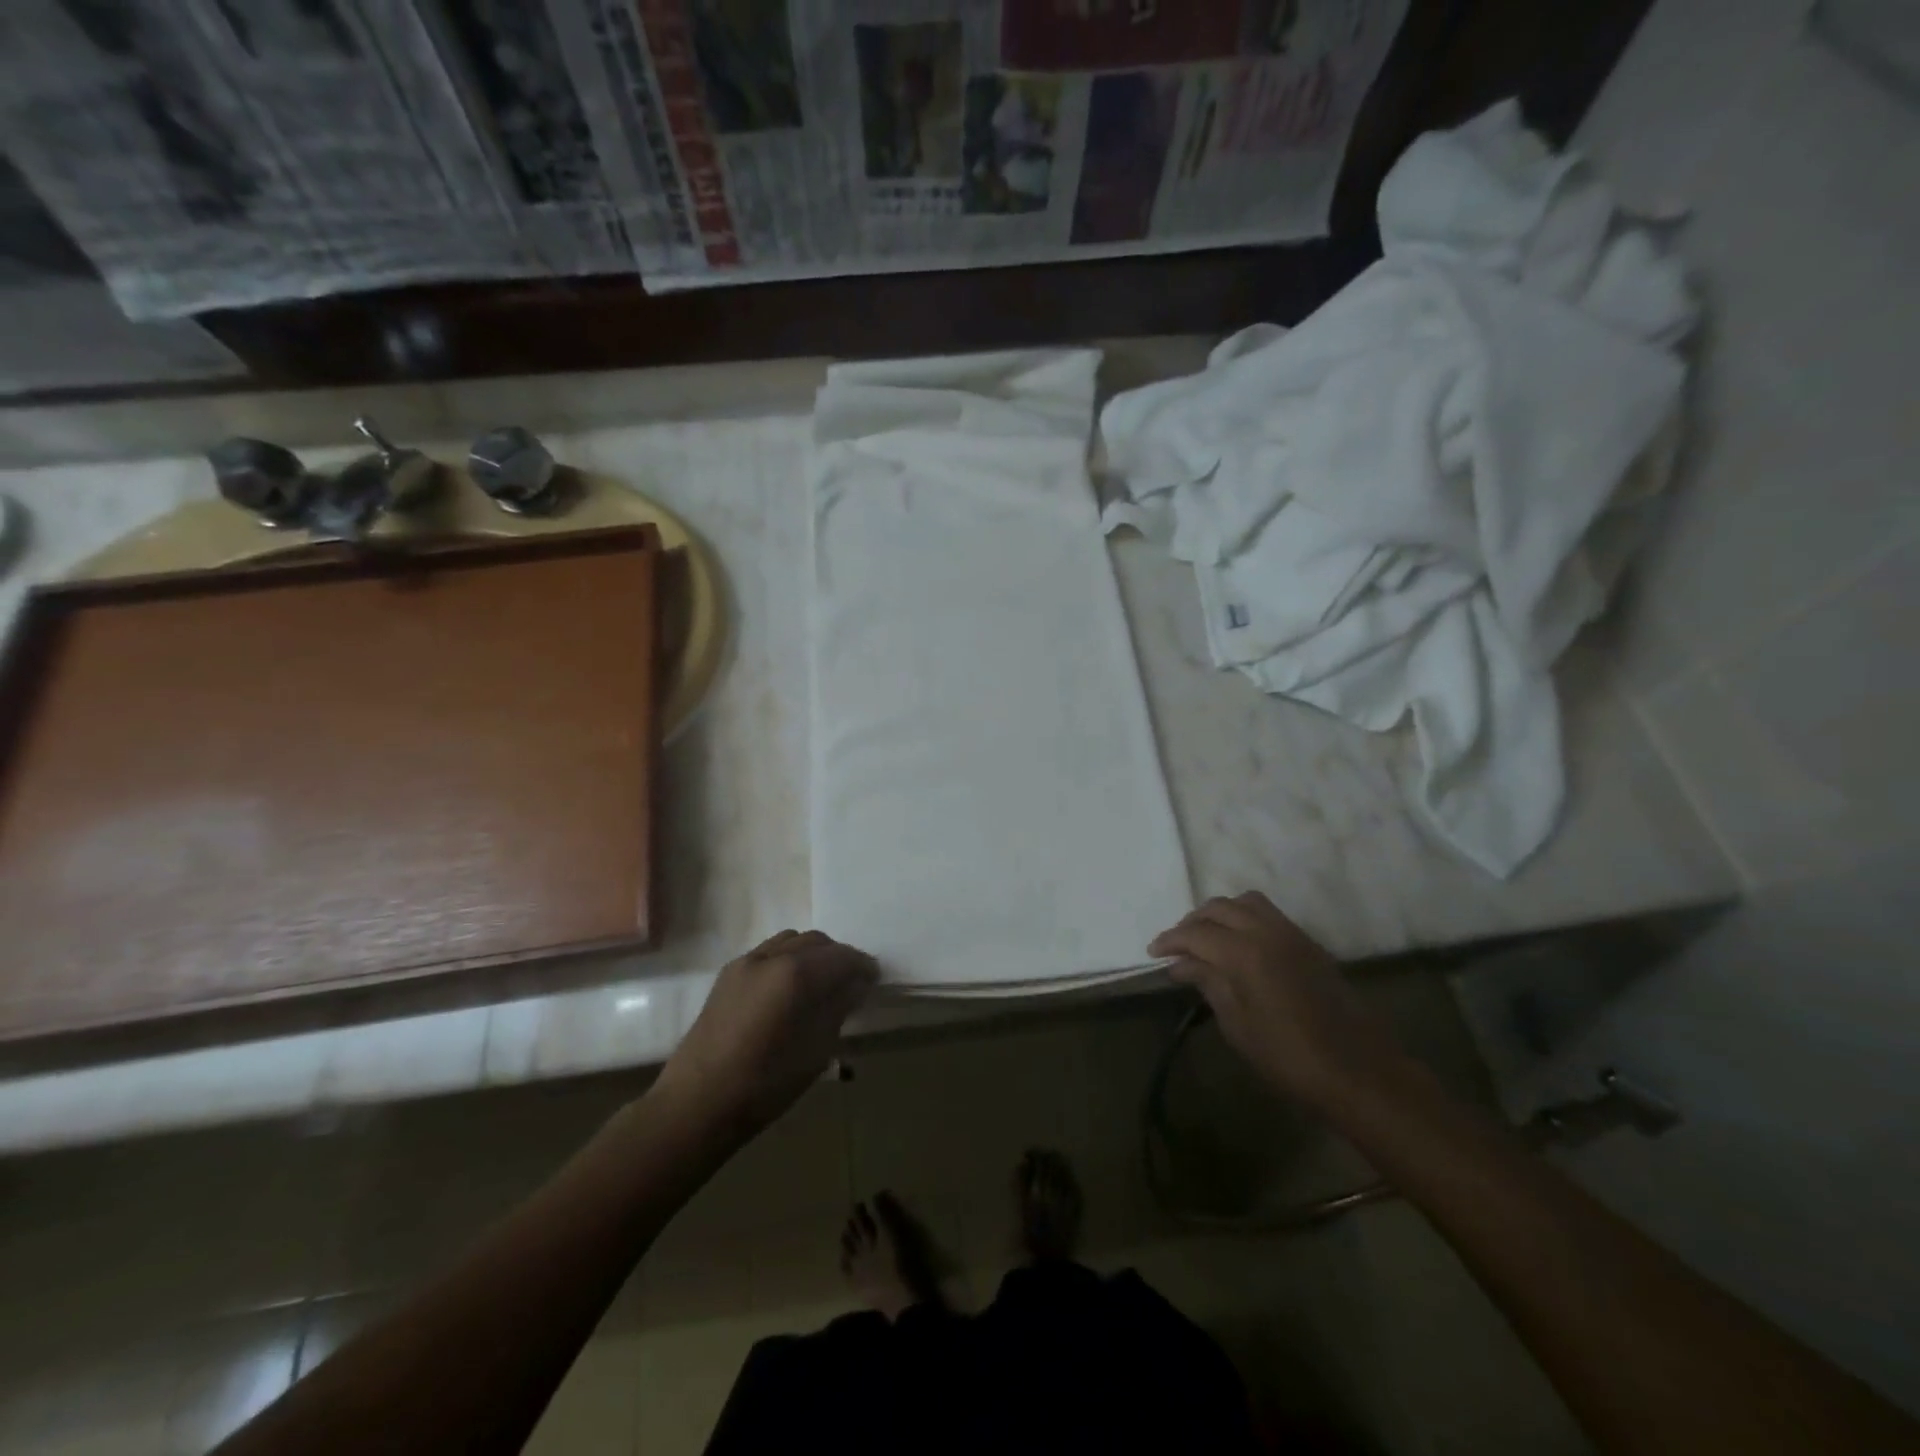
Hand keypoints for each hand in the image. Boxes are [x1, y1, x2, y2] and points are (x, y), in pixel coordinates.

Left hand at [655, 930, 878, 1142]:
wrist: (696, 1103)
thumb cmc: (764, 1083)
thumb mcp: (816, 1050)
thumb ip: (838, 1008)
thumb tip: (855, 985)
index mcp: (796, 973)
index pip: (841, 957)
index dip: (862, 965)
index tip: (874, 978)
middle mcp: (771, 956)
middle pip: (816, 941)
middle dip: (837, 956)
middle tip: (851, 981)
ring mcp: (745, 962)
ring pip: (789, 941)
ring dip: (811, 954)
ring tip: (820, 982)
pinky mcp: (727, 975)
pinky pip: (767, 953)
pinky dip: (786, 960)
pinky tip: (788, 988)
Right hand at [1150, 893, 1408, 1110]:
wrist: (1360, 1072)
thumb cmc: (1290, 1057)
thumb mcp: (1238, 1026)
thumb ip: (1209, 984)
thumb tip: (1182, 963)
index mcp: (1245, 953)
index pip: (1196, 933)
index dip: (1170, 940)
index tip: (1153, 953)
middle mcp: (1267, 932)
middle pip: (1219, 908)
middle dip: (1192, 922)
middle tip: (1177, 947)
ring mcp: (1292, 934)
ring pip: (1245, 902)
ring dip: (1220, 914)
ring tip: (1207, 940)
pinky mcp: (1308, 943)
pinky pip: (1268, 914)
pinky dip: (1244, 918)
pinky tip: (1238, 944)